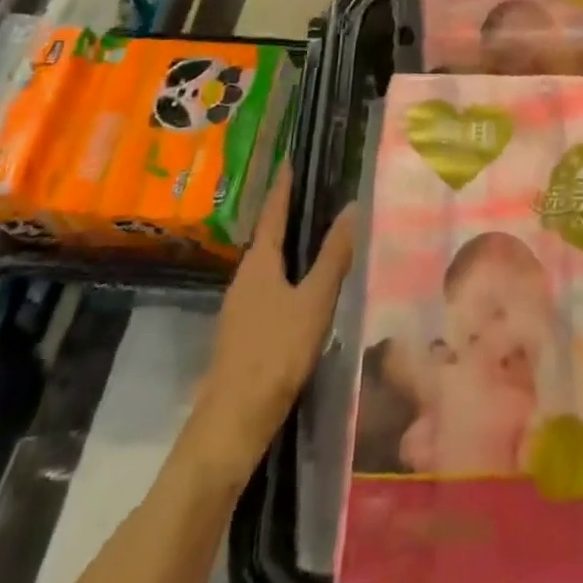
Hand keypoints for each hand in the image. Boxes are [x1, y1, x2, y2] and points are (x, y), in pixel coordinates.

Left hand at [188, 165, 356, 484]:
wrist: (231, 424)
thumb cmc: (275, 353)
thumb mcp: (314, 301)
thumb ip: (334, 256)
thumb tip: (352, 206)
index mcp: (259, 262)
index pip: (274, 212)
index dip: (284, 185)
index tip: (291, 158)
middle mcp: (245, 277)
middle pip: (269, 236)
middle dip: (288, 213)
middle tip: (315, 191)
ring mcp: (240, 307)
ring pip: (268, 264)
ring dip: (288, 246)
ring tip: (316, 234)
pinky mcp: (243, 332)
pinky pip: (268, 288)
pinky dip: (287, 274)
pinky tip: (304, 288)